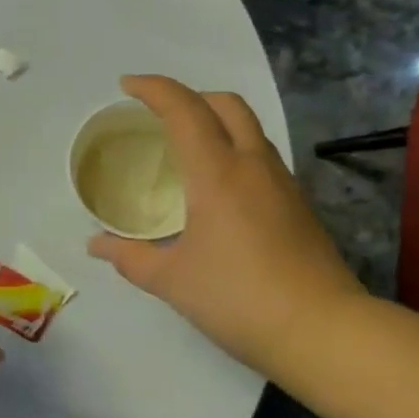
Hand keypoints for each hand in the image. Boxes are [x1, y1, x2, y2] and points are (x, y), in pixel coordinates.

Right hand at [87, 75, 367, 379]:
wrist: (322, 331)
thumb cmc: (237, 298)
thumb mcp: (171, 280)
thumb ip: (129, 257)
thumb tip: (96, 245)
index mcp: (217, 174)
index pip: (184, 110)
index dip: (154, 89)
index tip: (127, 86)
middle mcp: (252, 166)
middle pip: (226, 105)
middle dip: (190, 96)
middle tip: (159, 114)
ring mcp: (282, 183)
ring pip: (249, 128)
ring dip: (216, 121)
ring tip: (186, 147)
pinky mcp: (298, 205)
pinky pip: (261, 156)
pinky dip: (234, 149)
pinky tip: (217, 186)